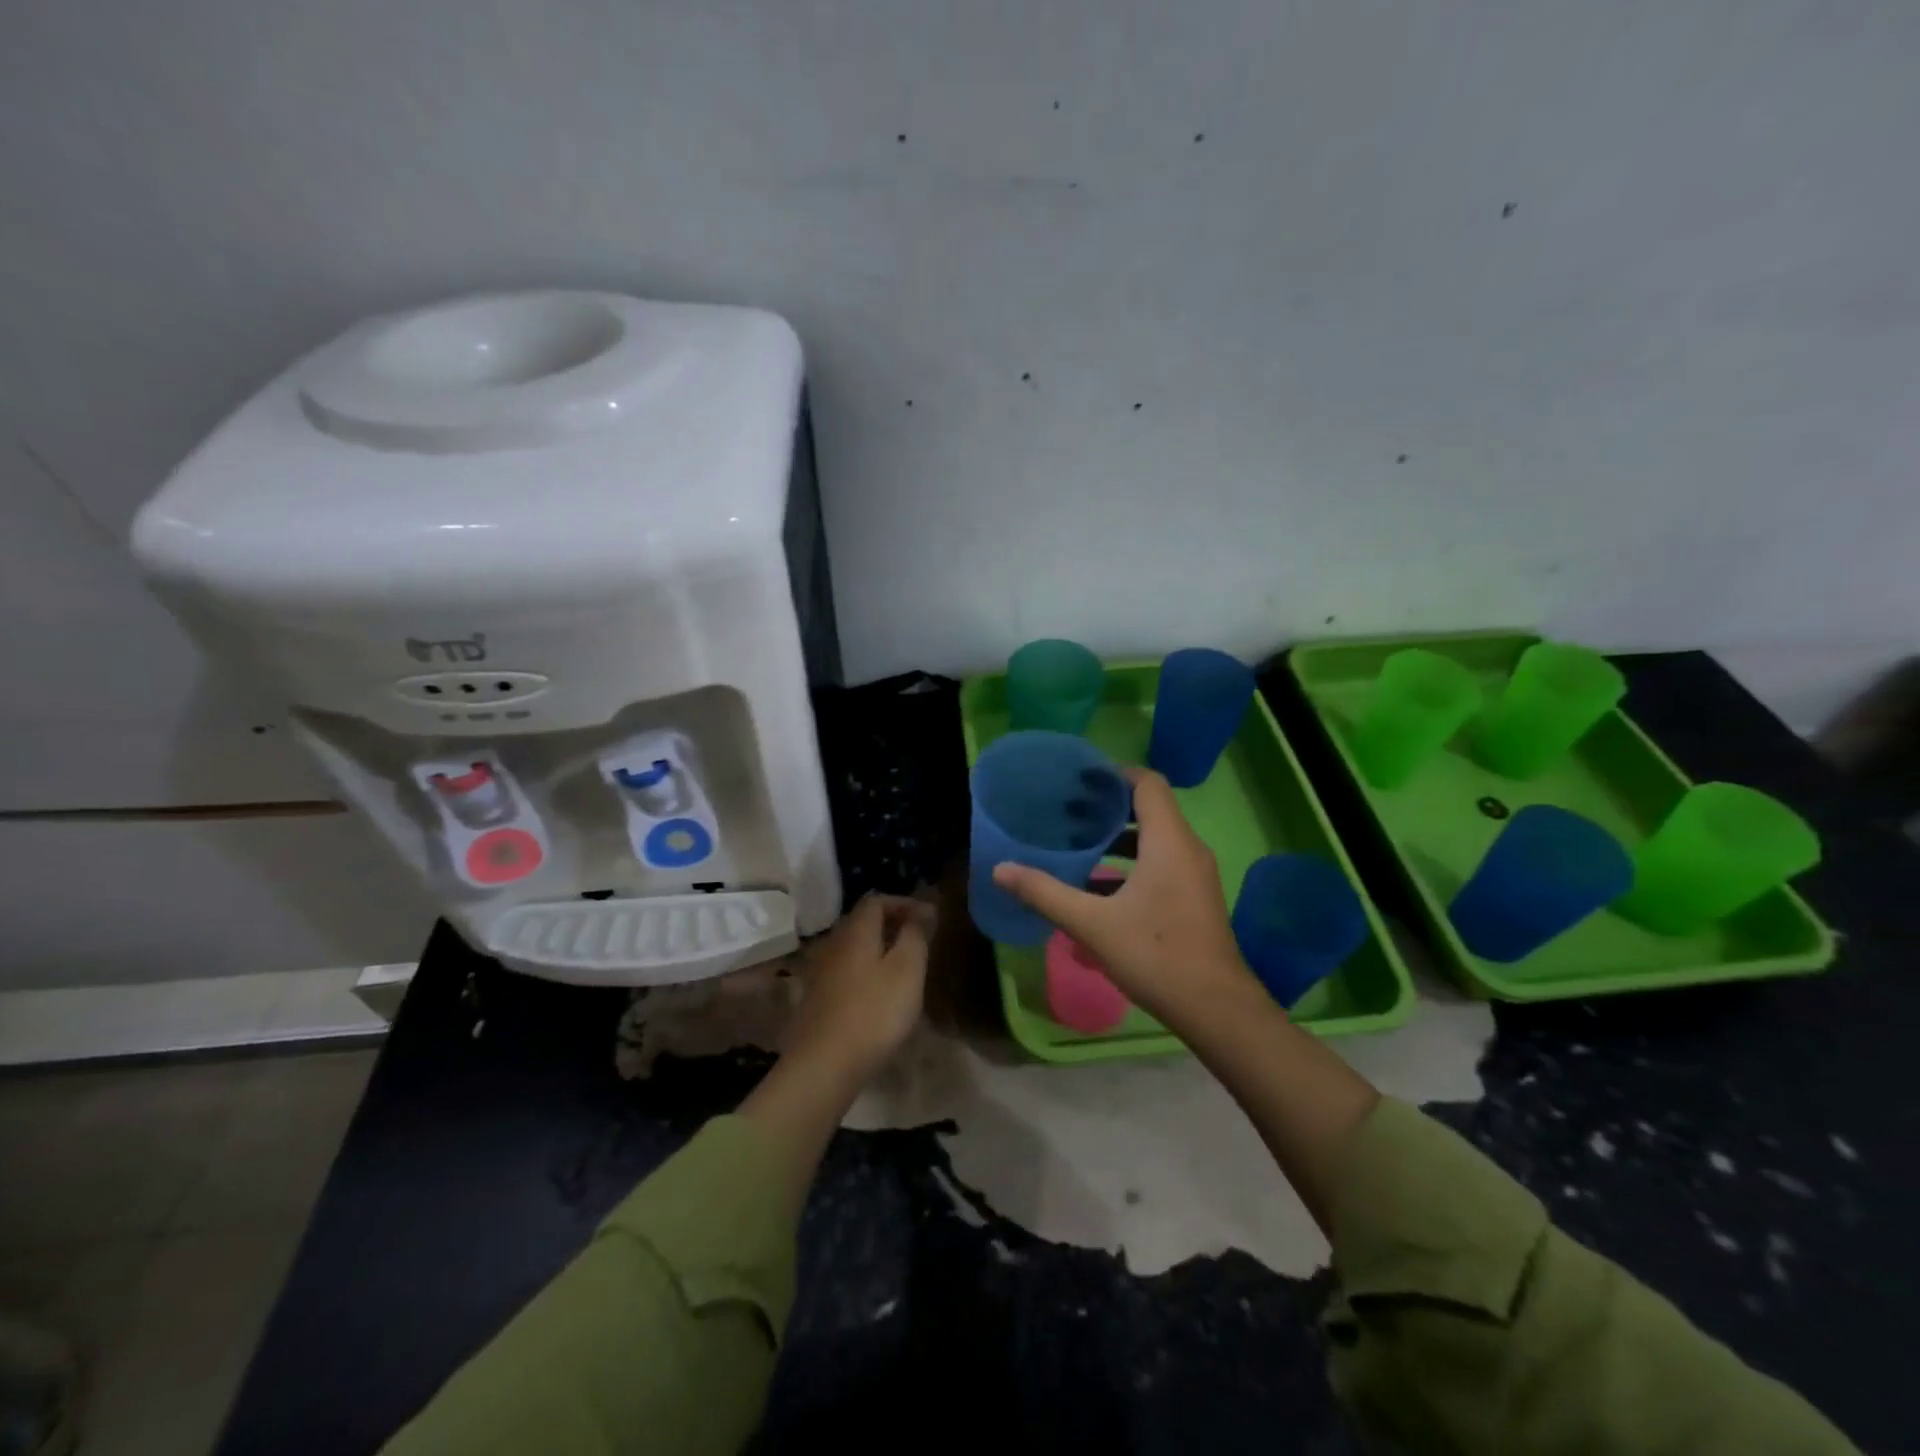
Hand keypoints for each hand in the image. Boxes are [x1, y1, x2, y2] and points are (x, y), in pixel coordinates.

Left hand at [784, 894, 932, 1082]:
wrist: (824, 1064)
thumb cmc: (874, 1011)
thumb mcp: (907, 969)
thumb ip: (916, 934)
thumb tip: (924, 908)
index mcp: (855, 931)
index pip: (877, 900)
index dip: (903, 903)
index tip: (928, 917)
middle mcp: (833, 943)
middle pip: (862, 922)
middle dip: (891, 924)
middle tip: (918, 939)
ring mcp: (820, 972)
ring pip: (853, 947)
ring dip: (878, 948)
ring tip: (902, 966)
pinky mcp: (815, 999)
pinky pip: (845, 971)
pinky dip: (865, 970)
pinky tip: (878, 993)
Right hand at [991, 767, 1254, 1027]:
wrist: (1216, 1009)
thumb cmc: (1155, 955)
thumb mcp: (1092, 924)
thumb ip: (1045, 893)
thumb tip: (1001, 870)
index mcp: (1169, 841)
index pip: (1147, 782)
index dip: (1114, 774)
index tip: (1078, 779)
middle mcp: (1187, 849)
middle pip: (1149, 808)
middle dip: (1107, 806)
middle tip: (1067, 810)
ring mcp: (1194, 874)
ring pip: (1154, 839)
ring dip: (1117, 838)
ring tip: (1076, 843)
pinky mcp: (1194, 897)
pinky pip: (1160, 863)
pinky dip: (1130, 864)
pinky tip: (1096, 886)